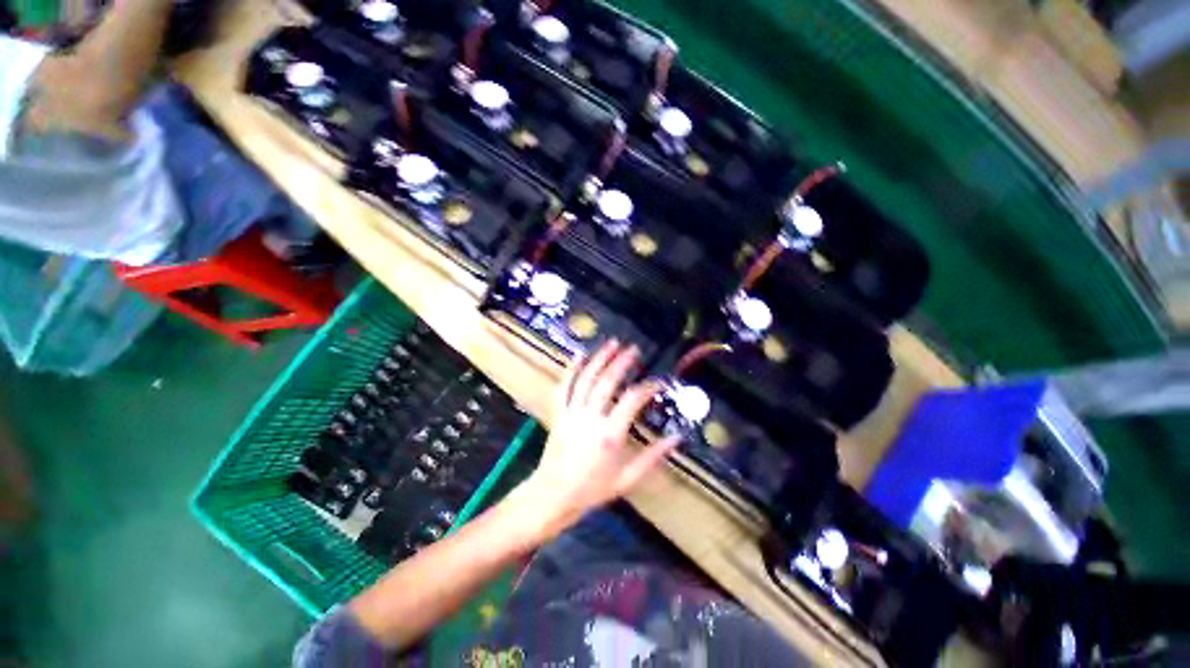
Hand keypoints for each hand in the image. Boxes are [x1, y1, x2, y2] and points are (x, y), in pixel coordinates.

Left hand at [507, 340, 678, 544]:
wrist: (552, 496)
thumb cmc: (592, 490)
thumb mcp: (627, 479)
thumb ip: (652, 457)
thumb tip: (676, 439)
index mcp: (610, 434)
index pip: (632, 400)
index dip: (647, 387)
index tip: (657, 382)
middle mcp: (590, 418)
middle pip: (607, 382)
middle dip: (622, 363)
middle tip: (634, 350)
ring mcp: (571, 413)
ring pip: (586, 379)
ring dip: (599, 359)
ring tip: (612, 343)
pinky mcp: (558, 413)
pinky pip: (563, 387)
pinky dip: (571, 369)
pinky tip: (579, 355)